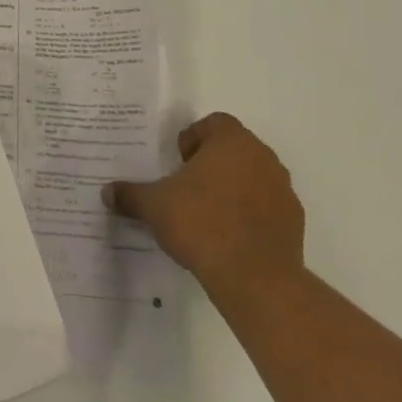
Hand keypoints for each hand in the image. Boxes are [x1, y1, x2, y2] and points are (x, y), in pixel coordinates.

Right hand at [104, 113, 304, 299]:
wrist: (255, 278)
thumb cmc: (201, 224)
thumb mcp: (154, 206)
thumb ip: (130, 194)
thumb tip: (107, 192)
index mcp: (231, 141)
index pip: (214, 123)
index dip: (193, 138)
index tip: (178, 162)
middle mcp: (262, 156)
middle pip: (235, 148)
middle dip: (212, 163)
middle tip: (188, 187)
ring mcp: (282, 189)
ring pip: (253, 176)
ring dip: (234, 187)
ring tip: (208, 214)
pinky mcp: (294, 221)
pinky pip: (268, 206)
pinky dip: (251, 214)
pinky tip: (230, 237)